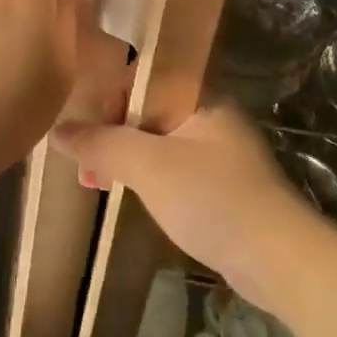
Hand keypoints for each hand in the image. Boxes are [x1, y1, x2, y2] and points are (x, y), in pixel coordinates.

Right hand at [52, 104, 324, 316]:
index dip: (111, 98)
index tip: (86, 129)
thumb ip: (103, 144)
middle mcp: (212, 118)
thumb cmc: (212, 199)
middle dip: (113, 135)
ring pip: (159, 145)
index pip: (147, 79)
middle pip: (150, 112)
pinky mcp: (222, 188)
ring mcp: (220, 155)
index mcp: (202, 98)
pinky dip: (147, 180)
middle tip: (84, 166)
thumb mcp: (149, 166)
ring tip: (94, 184)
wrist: (277, 257)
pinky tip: (128, 197)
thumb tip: (58, 130)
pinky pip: (173, 171)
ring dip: (126, 160)